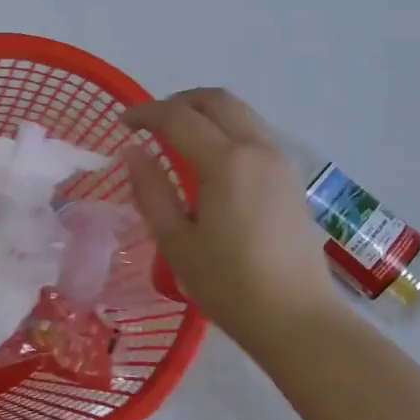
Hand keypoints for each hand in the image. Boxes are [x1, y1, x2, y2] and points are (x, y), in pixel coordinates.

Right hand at [122, 88, 344, 346]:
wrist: (298, 319)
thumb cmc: (230, 286)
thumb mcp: (177, 243)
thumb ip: (152, 191)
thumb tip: (133, 152)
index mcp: (226, 162)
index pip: (179, 117)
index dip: (146, 113)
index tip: (122, 123)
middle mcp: (257, 149)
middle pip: (217, 100)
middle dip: (179, 101)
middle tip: (152, 122)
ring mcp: (280, 161)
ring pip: (241, 113)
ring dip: (206, 112)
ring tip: (179, 137)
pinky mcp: (292, 178)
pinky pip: (256, 134)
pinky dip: (228, 129)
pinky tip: (212, 161)